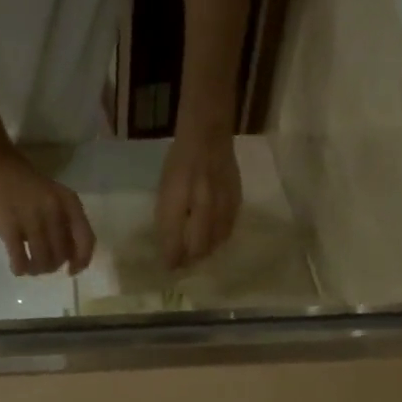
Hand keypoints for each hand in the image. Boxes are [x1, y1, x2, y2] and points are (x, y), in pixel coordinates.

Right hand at [0, 147, 95, 275]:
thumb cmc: (24, 181)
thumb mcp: (53, 196)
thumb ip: (64, 221)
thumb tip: (68, 257)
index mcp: (69, 202)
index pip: (86, 240)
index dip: (81, 261)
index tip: (70, 270)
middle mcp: (54, 211)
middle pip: (61, 256)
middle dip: (52, 266)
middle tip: (41, 262)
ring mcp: (32, 219)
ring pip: (43, 262)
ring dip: (36, 270)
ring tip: (29, 267)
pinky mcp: (10, 227)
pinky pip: (20, 260)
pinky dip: (20, 269)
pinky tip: (17, 268)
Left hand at [155, 125, 241, 267]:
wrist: (209, 133)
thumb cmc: (180, 162)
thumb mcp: (165, 189)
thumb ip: (167, 219)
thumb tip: (171, 249)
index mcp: (177, 197)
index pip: (174, 239)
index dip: (171, 258)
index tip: (169, 268)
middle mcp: (200, 202)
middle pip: (197, 247)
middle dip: (190, 259)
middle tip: (184, 263)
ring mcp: (221, 201)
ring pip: (214, 242)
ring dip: (205, 252)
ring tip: (198, 253)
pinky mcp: (236, 200)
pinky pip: (228, 230)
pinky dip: (219, 239)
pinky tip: (214, 239)